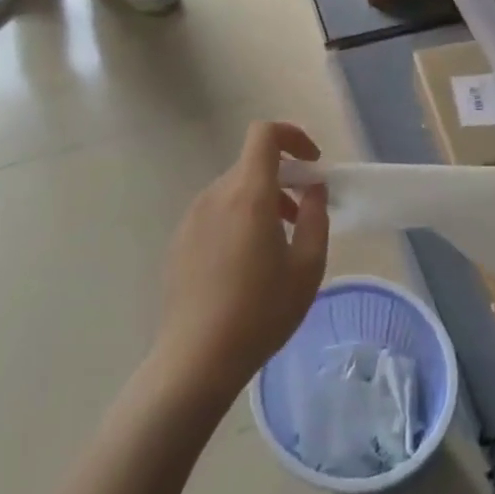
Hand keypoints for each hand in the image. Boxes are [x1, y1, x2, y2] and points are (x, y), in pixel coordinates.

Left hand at [153, 122, 330, 405]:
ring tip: (277, 246)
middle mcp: (215, 196)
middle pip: (251, 166)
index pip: (264, 135)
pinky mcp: (179, 241)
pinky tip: (246, 267)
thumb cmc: (261, 312)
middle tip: (302, 216)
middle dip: (283, 179)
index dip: (292, 136)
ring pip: (234, 191)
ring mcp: (192, 218)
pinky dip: (238, 220)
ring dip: (262, 202)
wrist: (196, 358)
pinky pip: (216, 214)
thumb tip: (312, 189)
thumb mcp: (307, 267)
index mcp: (248, 195)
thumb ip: (315, 217)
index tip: (313, 164)